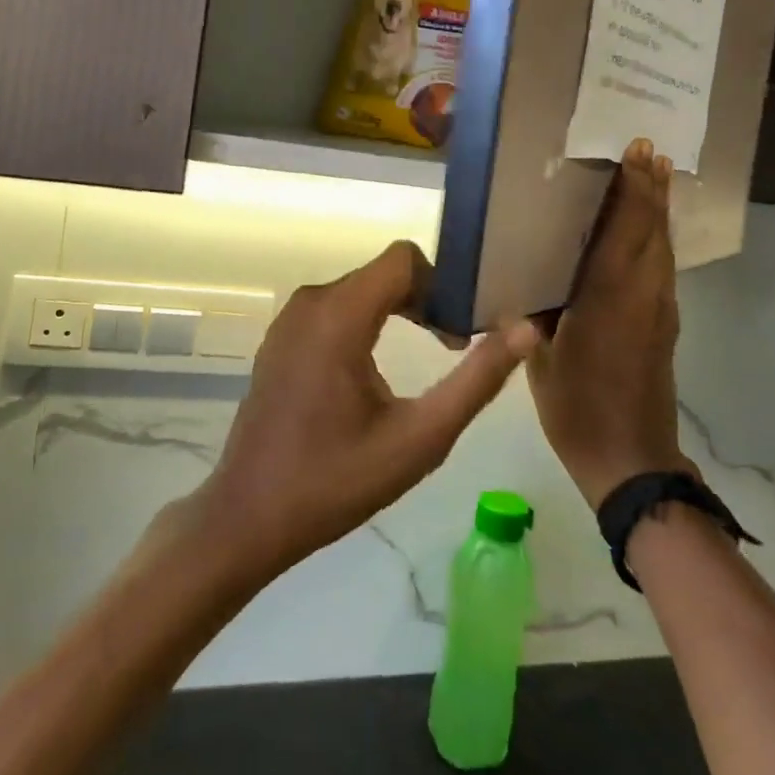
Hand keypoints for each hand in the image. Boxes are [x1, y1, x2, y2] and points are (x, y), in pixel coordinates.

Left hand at [189, 241, 539, 579]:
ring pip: (361, 289)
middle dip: (425, 300)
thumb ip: (477, 380)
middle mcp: (310, 302)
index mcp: (339, 315)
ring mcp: (289, 318)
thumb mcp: (420, 437)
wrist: (249, 516)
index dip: (443, 283)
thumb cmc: (337, 480)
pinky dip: (366, 323)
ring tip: (425, 357)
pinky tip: (376, 373)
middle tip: (453, 347)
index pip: (404, 258)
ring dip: (398, 312)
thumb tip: (525, 329)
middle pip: (384, 273)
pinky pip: (335, 309)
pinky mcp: (281, 338)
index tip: (462, 328)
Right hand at [529, 138, 694, 507]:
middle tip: (647, 150)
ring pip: (662, 246)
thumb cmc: (577, 408)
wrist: (631, 459)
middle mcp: (644, 294)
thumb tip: (529, 282)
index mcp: (610, 297)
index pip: (625, 229)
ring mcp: (660, 309)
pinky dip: (656, 237)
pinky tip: (645, 232)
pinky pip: (662, 266)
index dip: (632, 188)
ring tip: (654, 175)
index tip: (637, 151)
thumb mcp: (543, 358)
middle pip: (653, 229)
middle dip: (651, 188)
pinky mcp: (664, 324)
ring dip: (658, 209)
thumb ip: (538, 313)